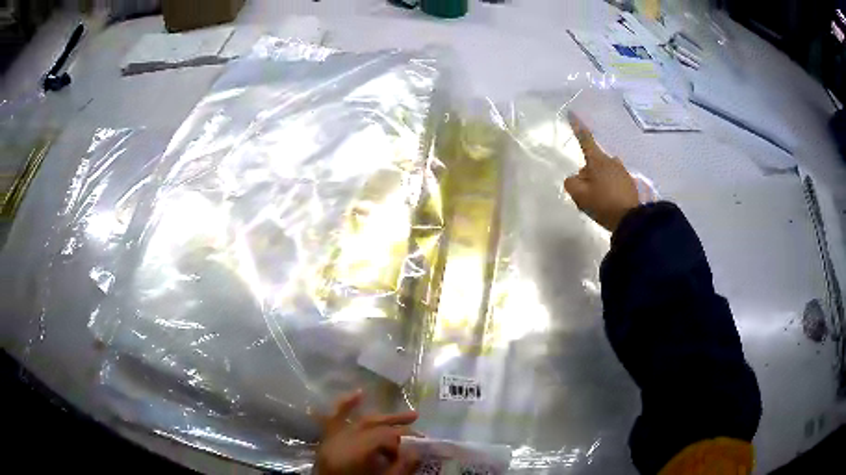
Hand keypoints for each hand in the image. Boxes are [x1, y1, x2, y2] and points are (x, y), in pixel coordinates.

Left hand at [316, 391, 419, 474]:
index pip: (383, 436)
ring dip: (380, 418)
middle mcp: (339, 441)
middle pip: (372, 426)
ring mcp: (330, 440)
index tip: (422, 442)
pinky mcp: (327, 443)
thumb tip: (418, 450)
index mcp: (352, 453)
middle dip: (396, 425)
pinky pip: (333, 420)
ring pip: (358, 422)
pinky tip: (358, 394)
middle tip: (418, 424)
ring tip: (404, 417)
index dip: (405, 437)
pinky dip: (344, 406)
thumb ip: (401, 467)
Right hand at [564, 112, 638, 231]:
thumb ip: (571, 183)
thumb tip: (576, 178)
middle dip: (586, 174)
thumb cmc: (604, 204)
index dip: (577, 126)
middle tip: (585, 195)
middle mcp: (611, 161)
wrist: (632, 220)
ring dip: (598, 183)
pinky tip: (608, 205)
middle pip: (592, 163)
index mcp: (598, 160)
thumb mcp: (579, 195)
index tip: (572, 113)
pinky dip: (608, 190)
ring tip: (597, 203)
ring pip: (603, 173)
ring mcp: (622, 172)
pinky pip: (613, 182)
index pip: (584, 139)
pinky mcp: (629, 183)